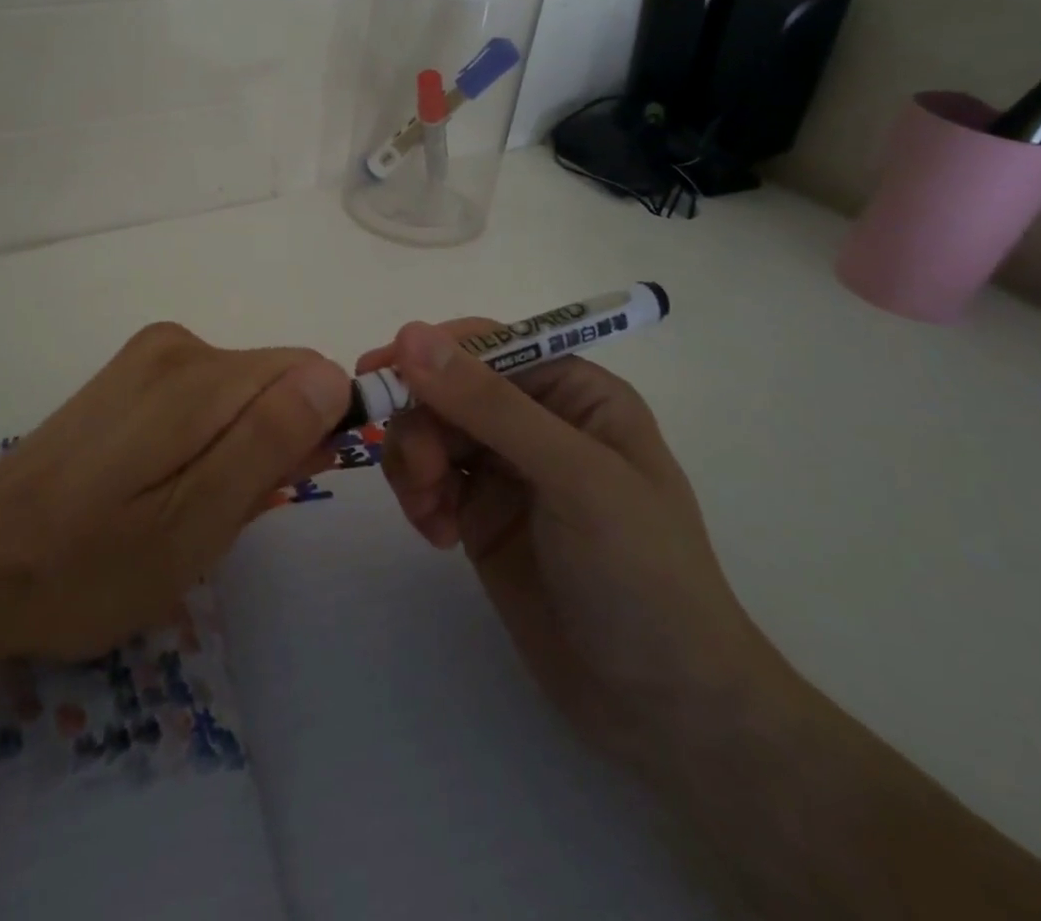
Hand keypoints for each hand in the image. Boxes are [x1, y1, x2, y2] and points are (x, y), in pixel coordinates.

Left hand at [0, 323, 349, 698]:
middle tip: (225, 516)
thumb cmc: (90, 564)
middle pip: (272, 382)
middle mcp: (176, 345)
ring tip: (186, 511)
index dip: (314, 431)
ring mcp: (145, 358)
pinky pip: (202, 399)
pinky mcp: (127, 378)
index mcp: (198, 374)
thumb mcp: (195, 523)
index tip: (284, 489)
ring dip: (237, 450)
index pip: (308, 373)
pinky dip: (204, 442)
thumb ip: (269, 442)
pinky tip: (162, 489)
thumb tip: (333, 377)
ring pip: (239, 395)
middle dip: (272, 444)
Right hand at [360, 320, 785, 776]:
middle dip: (421, 423)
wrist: (662, 708)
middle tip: (420, 476)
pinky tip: (437, 534)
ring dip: (413, 462)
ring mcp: (505, 468)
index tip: (378, 372)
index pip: (487, 345)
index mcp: (573, 391)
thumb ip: (490, 405)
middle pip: (447, 388)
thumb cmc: (640, 574)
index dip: (431, 352)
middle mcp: (535, 419)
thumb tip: (410, 334)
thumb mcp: (574, 478)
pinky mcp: (479, 512)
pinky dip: (418, 496)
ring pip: (428, 430)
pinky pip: (427, 478)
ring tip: (429, 512)